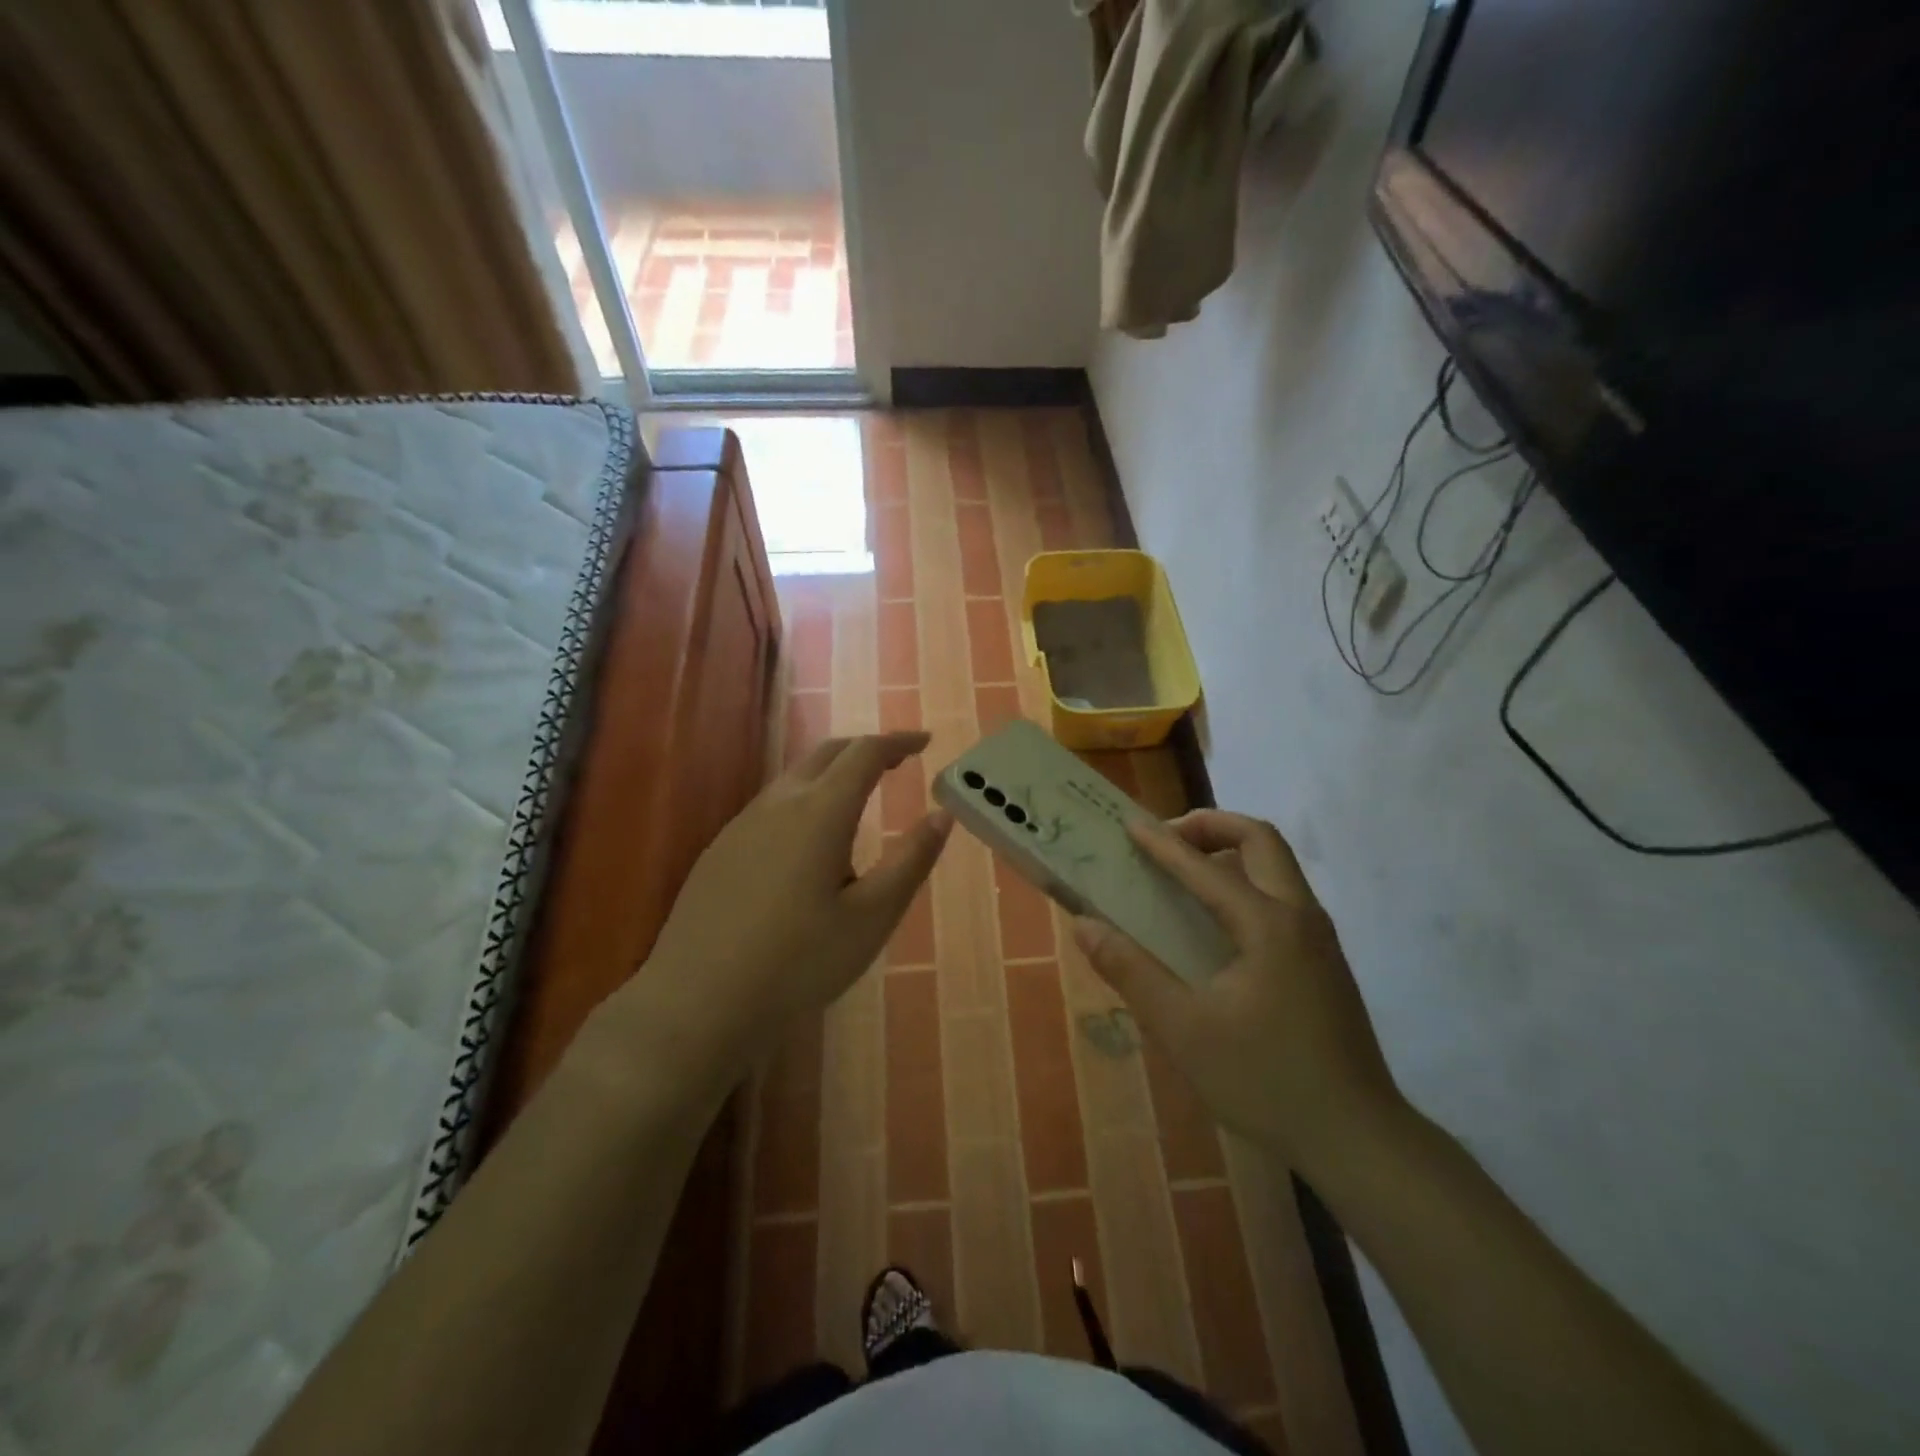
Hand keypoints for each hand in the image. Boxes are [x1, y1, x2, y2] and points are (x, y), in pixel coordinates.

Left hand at [598, 733, 950, 1094]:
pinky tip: (808, 846)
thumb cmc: (798, 962)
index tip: (925, 741)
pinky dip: (805, 801)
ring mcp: (742, 824)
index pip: (865, 753)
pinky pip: (772, 805)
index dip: (899, 741)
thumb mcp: (871, 918)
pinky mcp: (720, 849)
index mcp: (820, 812)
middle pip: (827, 754)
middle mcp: (779, 804)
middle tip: (897, 762)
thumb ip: (910, 861)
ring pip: (795, 778)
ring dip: (833, 775)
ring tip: (859, 804)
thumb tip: (941, 815)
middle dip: (866, 749)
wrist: (697, 1001)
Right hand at [1072, 810, 1403, 1172]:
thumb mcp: (1182, 1029)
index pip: (1205, 867)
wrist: (1357, 1139)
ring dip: (1231, 851)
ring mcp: (1319, 938)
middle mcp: (1300, 916)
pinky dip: (1246, 880)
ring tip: (1185, 872)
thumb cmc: (1264, 1080)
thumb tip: (1085, 925)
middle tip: (1167, 840)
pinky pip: (1283, 894)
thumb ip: (1131, 971)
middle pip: (1260, 840)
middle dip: (1211, 826)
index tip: (1129, 824)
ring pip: (1277, 865)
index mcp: (1267, 925)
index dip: (1162, 843)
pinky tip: (1218, 921)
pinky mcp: (1325, 961)